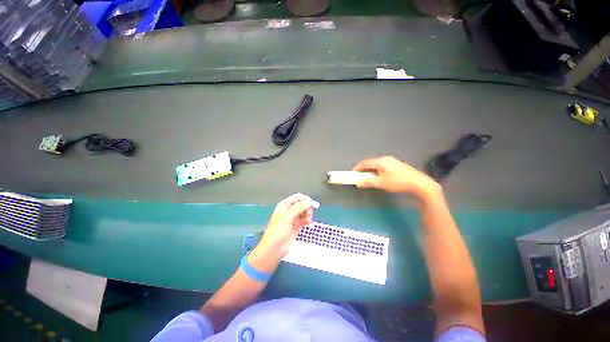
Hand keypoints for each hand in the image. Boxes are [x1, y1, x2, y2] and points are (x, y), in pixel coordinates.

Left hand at [256, 193, 315, 258]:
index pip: (297, 197)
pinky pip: (306, 220)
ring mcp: (294, 218)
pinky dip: (309, 221)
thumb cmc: (276, 232)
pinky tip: (310, 225)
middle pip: (303, 204)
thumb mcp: (287, 217)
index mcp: (285, 205)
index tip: (311, 204)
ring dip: (309, 215)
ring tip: (309, 221)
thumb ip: (298, 208)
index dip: (305, 199)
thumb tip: (309, 201)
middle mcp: (290, 210)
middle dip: (308, 208)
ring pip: (305, 212)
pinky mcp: (297, 226)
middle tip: (309, 214)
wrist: (274, 249)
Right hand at [352, 156, 440, 198]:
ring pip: (377, 165)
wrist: (420, 184)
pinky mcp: (398, 165)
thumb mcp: (381, 183)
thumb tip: (358, 183)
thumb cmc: (398, 182)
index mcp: (381, 161)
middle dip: (364, 169)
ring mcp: (393, 161)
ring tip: (369, 178)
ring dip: (371, 171)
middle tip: (360, 176)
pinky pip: (383, 166)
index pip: (365, 163)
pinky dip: (378, 171)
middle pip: (371, 163)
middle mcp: (386, 159)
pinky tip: (380, 177)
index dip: (357, 168)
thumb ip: (368, 182)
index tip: (353, 174)